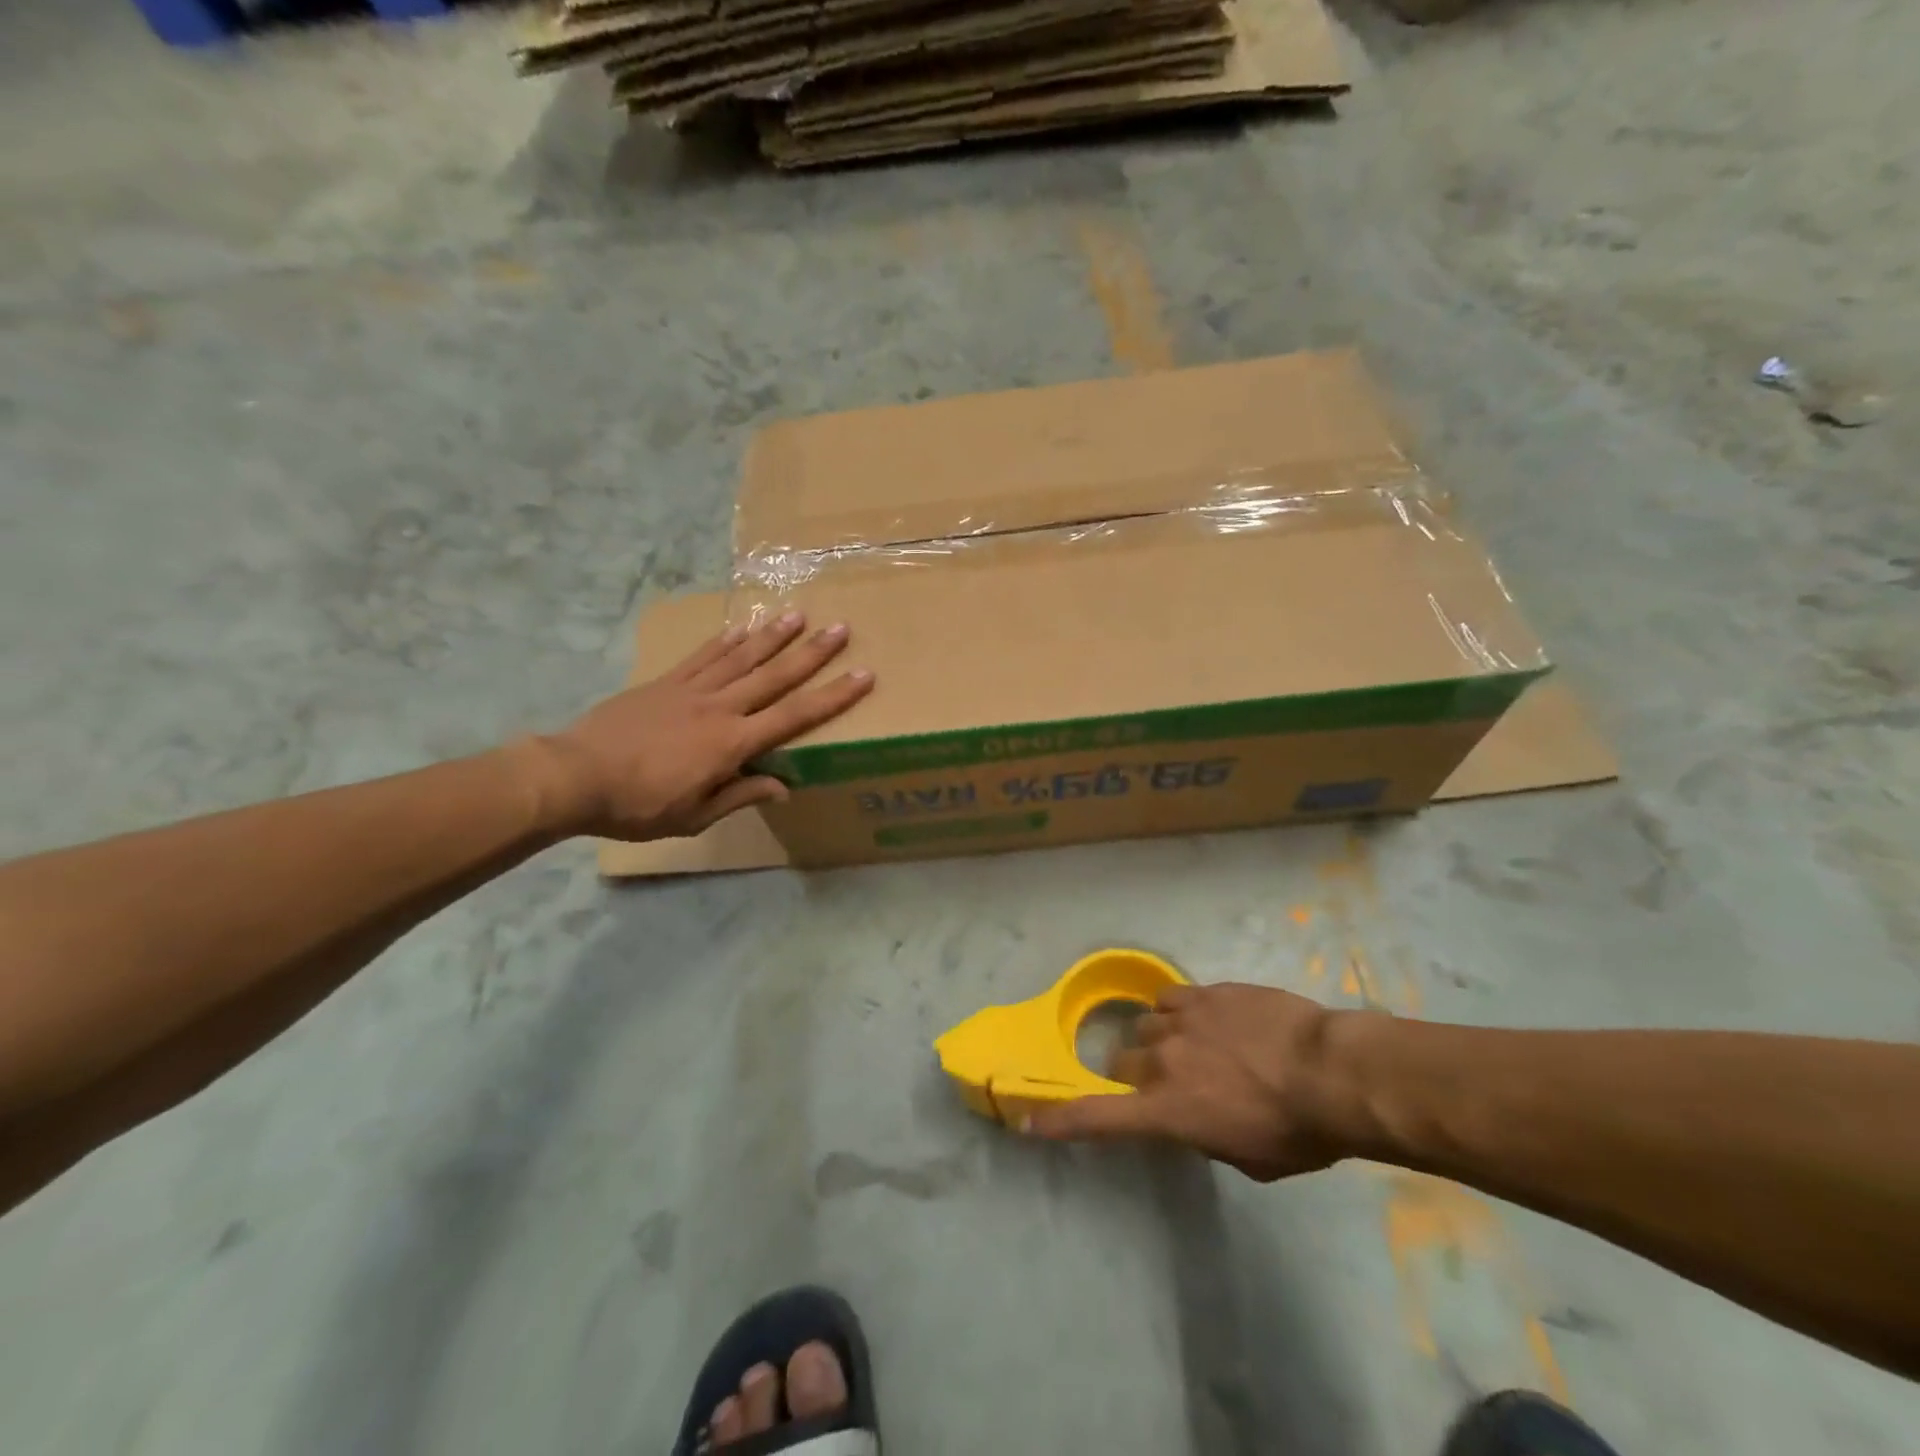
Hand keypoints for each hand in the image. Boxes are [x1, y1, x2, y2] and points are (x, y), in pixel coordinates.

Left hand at [545, 612, 872, 841]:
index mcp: (732, 744)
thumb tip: (782, 786)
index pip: (794, 716)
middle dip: (812, 653)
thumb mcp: (693, 816)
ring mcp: (691, 689)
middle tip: (841, 629)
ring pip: (742, 657)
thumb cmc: (638, 805)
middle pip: (774, 676)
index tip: (863, 676)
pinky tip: (744, 626)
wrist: (574, 775)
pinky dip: (727, 640)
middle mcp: (719, 708)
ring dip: (774, 636)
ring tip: (800, 615)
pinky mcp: (666, 681)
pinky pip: (704, 656)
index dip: (832, 696)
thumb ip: (739, 796)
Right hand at [1028, 983, 1349, 1180]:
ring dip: (1157, 1039)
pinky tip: (1201, 1018)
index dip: (1061, 1120)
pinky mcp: (1203, 993)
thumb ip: (1202, 1135)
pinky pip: (1169, 999)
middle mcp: (1161, 1061)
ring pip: (1144, 1024)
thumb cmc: (1297, 1131)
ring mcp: (1180, 1021)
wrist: (1333, 1071)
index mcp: (1167, 1111)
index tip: (1030, 1120)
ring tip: (1190, 1045)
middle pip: (1120, 1060)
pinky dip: (1176, 1012)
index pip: (1099, 1117)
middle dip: (1134, 1073)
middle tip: (1165, 1081)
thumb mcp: (1246, 1157)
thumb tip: (1190, 1116)